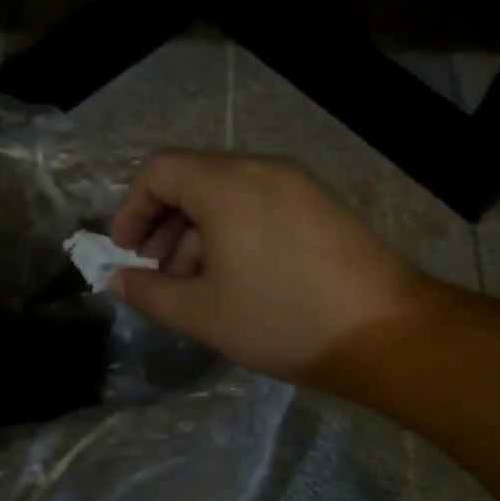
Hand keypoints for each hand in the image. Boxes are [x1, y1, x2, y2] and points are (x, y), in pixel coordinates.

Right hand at [108, 151, 426, 381]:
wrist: (385, 331)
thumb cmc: (281, 319)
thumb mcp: (202, 312)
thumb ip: (149, 291)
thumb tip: (115, 279)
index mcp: (226, 184)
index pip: (159, 170)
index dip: (132, 209)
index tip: (127, 252)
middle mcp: (261, 168)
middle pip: (193, 179)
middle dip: (164, 225)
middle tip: (158, 273)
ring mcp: (297, 183)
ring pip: (227, 194)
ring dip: (198, 232)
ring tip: (197, 285)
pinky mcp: (321, 204)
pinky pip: (260, 204)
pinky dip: (234, 231)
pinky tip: (239, 278)